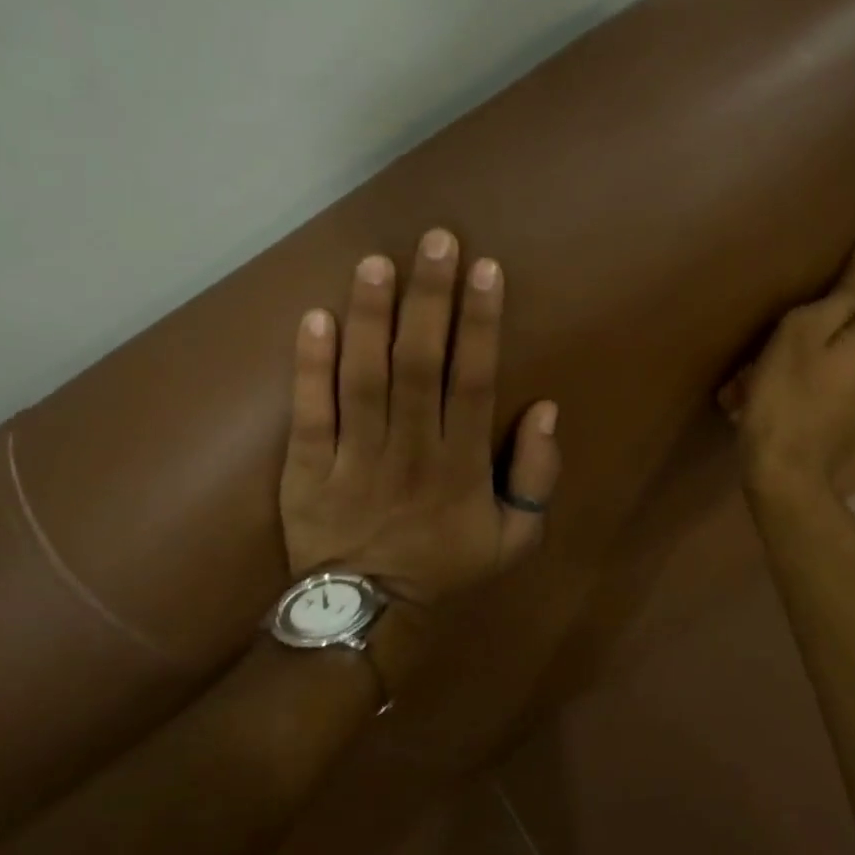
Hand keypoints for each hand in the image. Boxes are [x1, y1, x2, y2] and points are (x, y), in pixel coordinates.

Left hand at [279, 228, 560, 607]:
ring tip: (376, 262)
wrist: (368, 615)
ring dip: (371, 317)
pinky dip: (310, 366)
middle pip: (420, 364)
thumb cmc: (447, 569)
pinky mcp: (308, 468)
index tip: (485, 271)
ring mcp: (355, 457)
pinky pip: (310, 412)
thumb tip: (546, 410)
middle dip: (430, 299)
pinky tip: (316, 317)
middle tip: (435, 239)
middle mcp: (412, 450)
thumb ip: (537, 477)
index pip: (475, 381)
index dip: (481, 323)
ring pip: (364, 378)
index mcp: (463, 465)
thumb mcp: (515, 539)